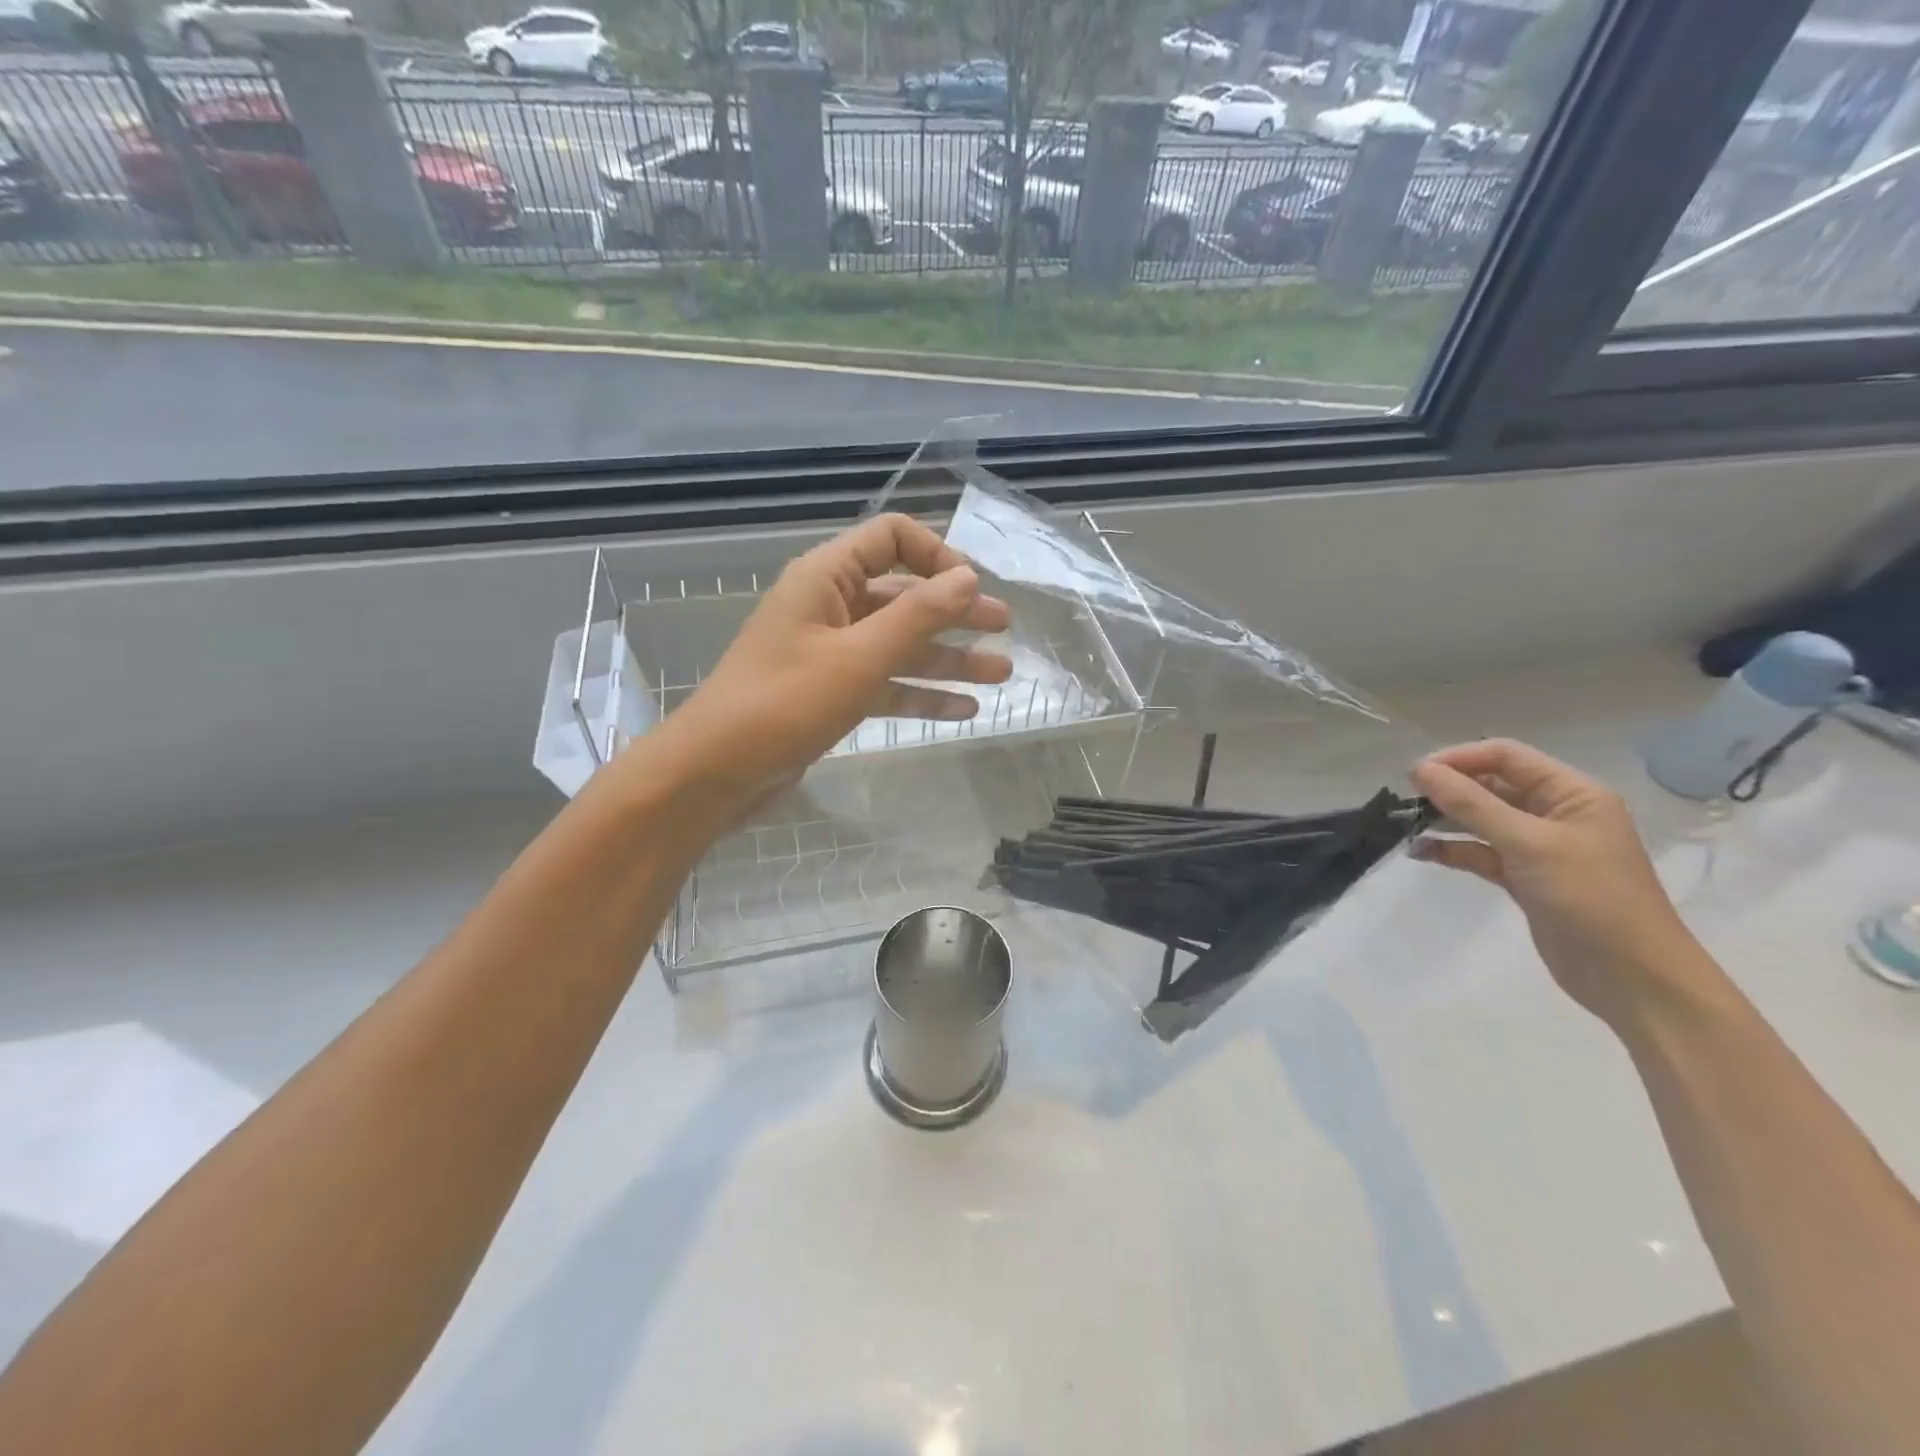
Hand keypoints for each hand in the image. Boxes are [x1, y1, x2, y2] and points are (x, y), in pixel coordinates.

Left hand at [654, 513, 1011, 799]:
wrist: (717, 771)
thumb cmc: (786, 702)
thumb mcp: (860, 656)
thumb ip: (917, 615)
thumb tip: (968, 577)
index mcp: (827, 577)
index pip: (891, 538)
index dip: (936, 555)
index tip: (972, 589)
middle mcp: (831, 606)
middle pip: (904, 595)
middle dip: (955, 611)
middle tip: (1004, 628)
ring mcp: (831, 652)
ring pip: (900, 644)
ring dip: (948, 657)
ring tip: (1001, 673)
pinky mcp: (831, 693)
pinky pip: (886, 683)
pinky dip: (922, 693)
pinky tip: (964, 709)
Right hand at [1410, 739, 1711, 1027]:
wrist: (1633, 978)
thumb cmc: (1590, 898)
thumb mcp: (1528, 844)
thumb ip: (1472, 805)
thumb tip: (1421, 770)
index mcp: (1572, 794)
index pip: (1507, 757)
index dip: (1460, 759)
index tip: (1416, 775)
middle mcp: (1556, 814)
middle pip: (1492, 785)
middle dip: (1449, 789)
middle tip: (1407, 800)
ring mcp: (1540, 847)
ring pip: (1482, 820)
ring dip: (1446, 820)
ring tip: (1407, 825)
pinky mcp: (1525, 878)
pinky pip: (1481, 852)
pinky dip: (1452, 850)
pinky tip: (1421, 853)